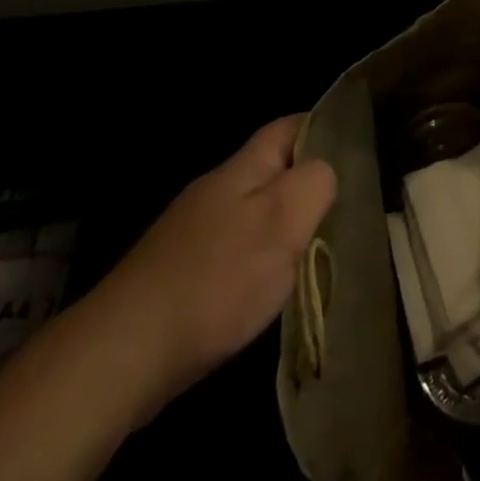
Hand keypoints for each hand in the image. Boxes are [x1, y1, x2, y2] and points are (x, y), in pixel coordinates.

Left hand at [87, 116, 335, 421]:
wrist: (122, 354)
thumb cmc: (216, 279)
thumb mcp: (283, 221)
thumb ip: (315, 184)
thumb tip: (326, 171)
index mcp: (242, 168)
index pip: (290, 126)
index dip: (324, 127)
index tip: (357, 149)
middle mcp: (216, 190)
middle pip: (273, 170)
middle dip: (308, 183)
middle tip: (348, 207)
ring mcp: (193, 233)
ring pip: (254, 212)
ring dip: (284, 226)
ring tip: (318, 251)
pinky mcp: (179, 274)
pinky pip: (233, 250)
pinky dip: (258, 261)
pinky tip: (268, 290)